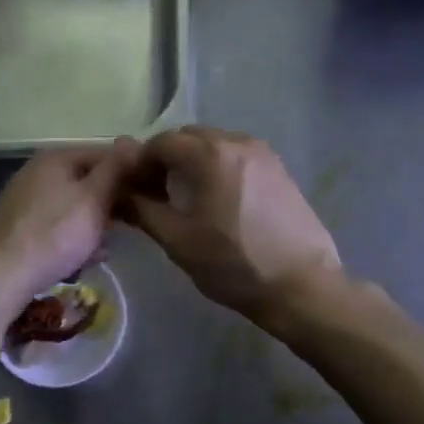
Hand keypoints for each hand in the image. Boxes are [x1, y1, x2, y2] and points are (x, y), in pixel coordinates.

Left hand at [0, 141, 140, 310]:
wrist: (1, 277)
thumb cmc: (55, 234)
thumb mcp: (94, 199)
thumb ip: (116, 169)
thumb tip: (133, 140)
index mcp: (56, 158)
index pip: (105, 154)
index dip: (130, 173)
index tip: (149, 196)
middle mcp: (37, 171)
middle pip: (88, 180)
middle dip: (111, 204)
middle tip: (130, 226)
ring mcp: (25, 198)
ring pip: (74, 205)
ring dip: (94, 225)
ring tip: (104, 249)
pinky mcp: (18, 226)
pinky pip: (57, 224)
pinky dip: (72, 237)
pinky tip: (81, 259)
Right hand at [124, 126, 342, 323]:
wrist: (302, 286)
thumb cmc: (234, 265)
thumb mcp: (179, 241)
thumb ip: (144, 209)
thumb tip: (121, 193)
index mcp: (210, 154)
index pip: (161, 142)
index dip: (141, 163)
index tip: (134, 190)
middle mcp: (238, 142)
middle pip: (189, 137)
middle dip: (168, 158)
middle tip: (157, 193)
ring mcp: (264, 154)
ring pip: (215, 144)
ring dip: (194, 161)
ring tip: (188, 198)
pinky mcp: (280, 169)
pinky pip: (238, 156)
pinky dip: (219, 167)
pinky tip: (219, 201)